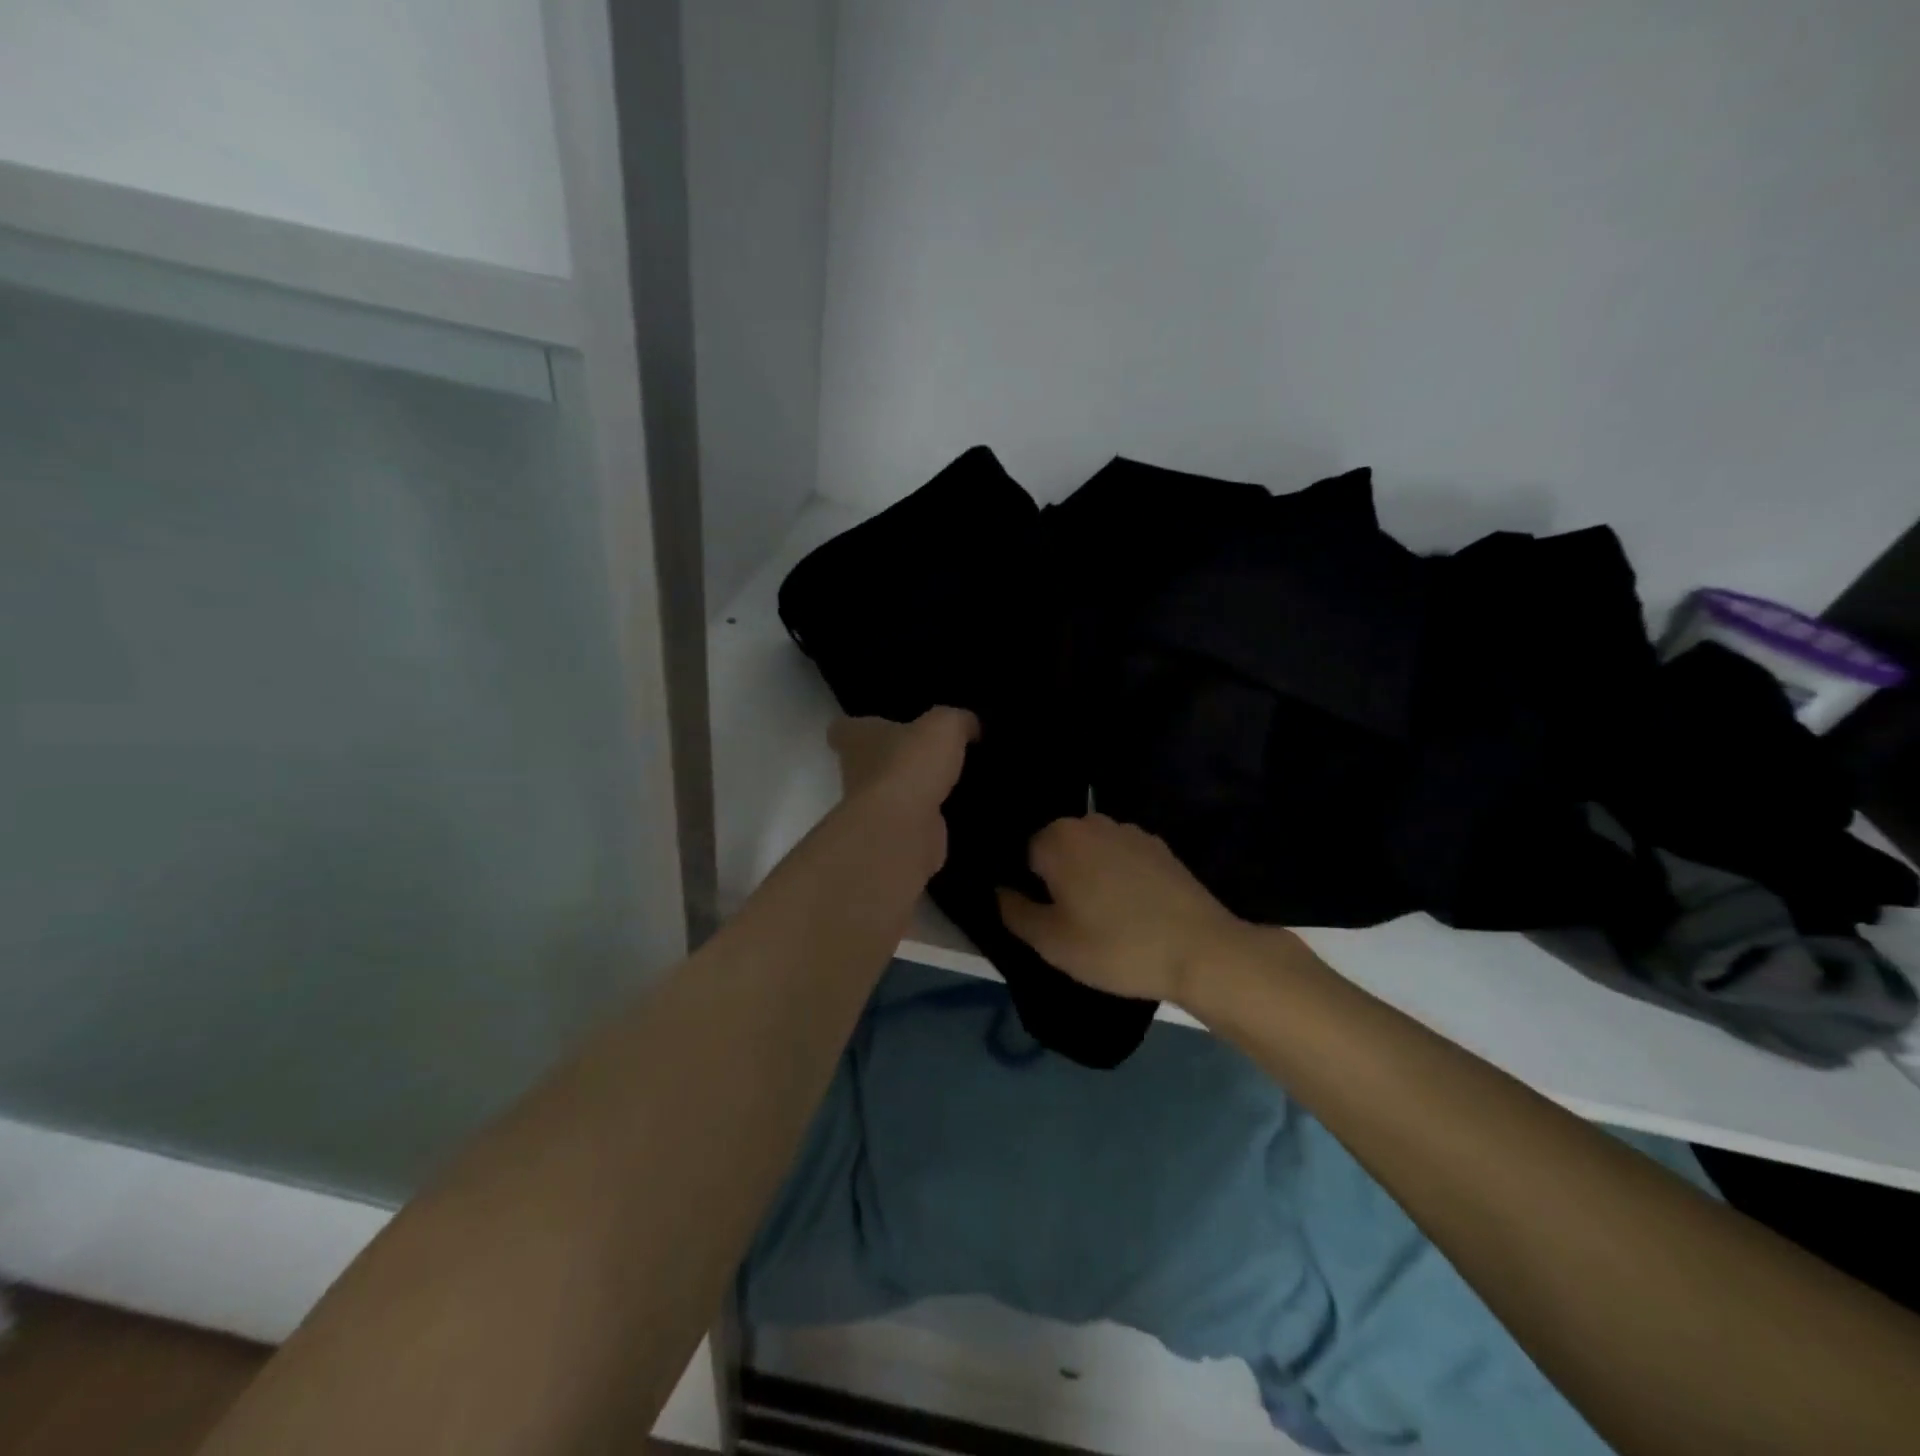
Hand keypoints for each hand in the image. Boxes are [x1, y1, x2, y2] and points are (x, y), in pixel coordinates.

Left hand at [828, 708, 978, 874]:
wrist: (903, 828)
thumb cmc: (910, 764)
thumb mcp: (944, 725)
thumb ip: (957, 720)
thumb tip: (970, 725)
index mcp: (856, 739)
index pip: (843, 729)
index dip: (858, 727)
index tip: (879, 725)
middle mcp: (856, 773)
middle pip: (868, 762)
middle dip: (894, 758)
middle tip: (929, 751)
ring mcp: (872, 808)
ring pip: (892, 793)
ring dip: (915, 789)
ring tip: (951, 779)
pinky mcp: (893, 835)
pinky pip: (913, 820)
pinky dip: (930, 816)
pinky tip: (957, 808)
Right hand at [997, 814, 1248, 1003]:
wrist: (1201, 950)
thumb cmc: (1116, 946)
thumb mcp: (1052, 942)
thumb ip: (1014, 912)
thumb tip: (1000, 890)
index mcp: (1057, 838)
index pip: (1023, 855)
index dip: (1029, 888)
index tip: (1044, 917)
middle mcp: (1091, 822)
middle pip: (1058, 849)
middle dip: (1058, 878)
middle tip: (1071, 921)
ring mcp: (1129, 831)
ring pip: (1091, 852)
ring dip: (1089, 876)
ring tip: (1104, 917)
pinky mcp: (1159, 846)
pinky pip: (1122, 858)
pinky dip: (1119, 877)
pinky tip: (1133, 909)